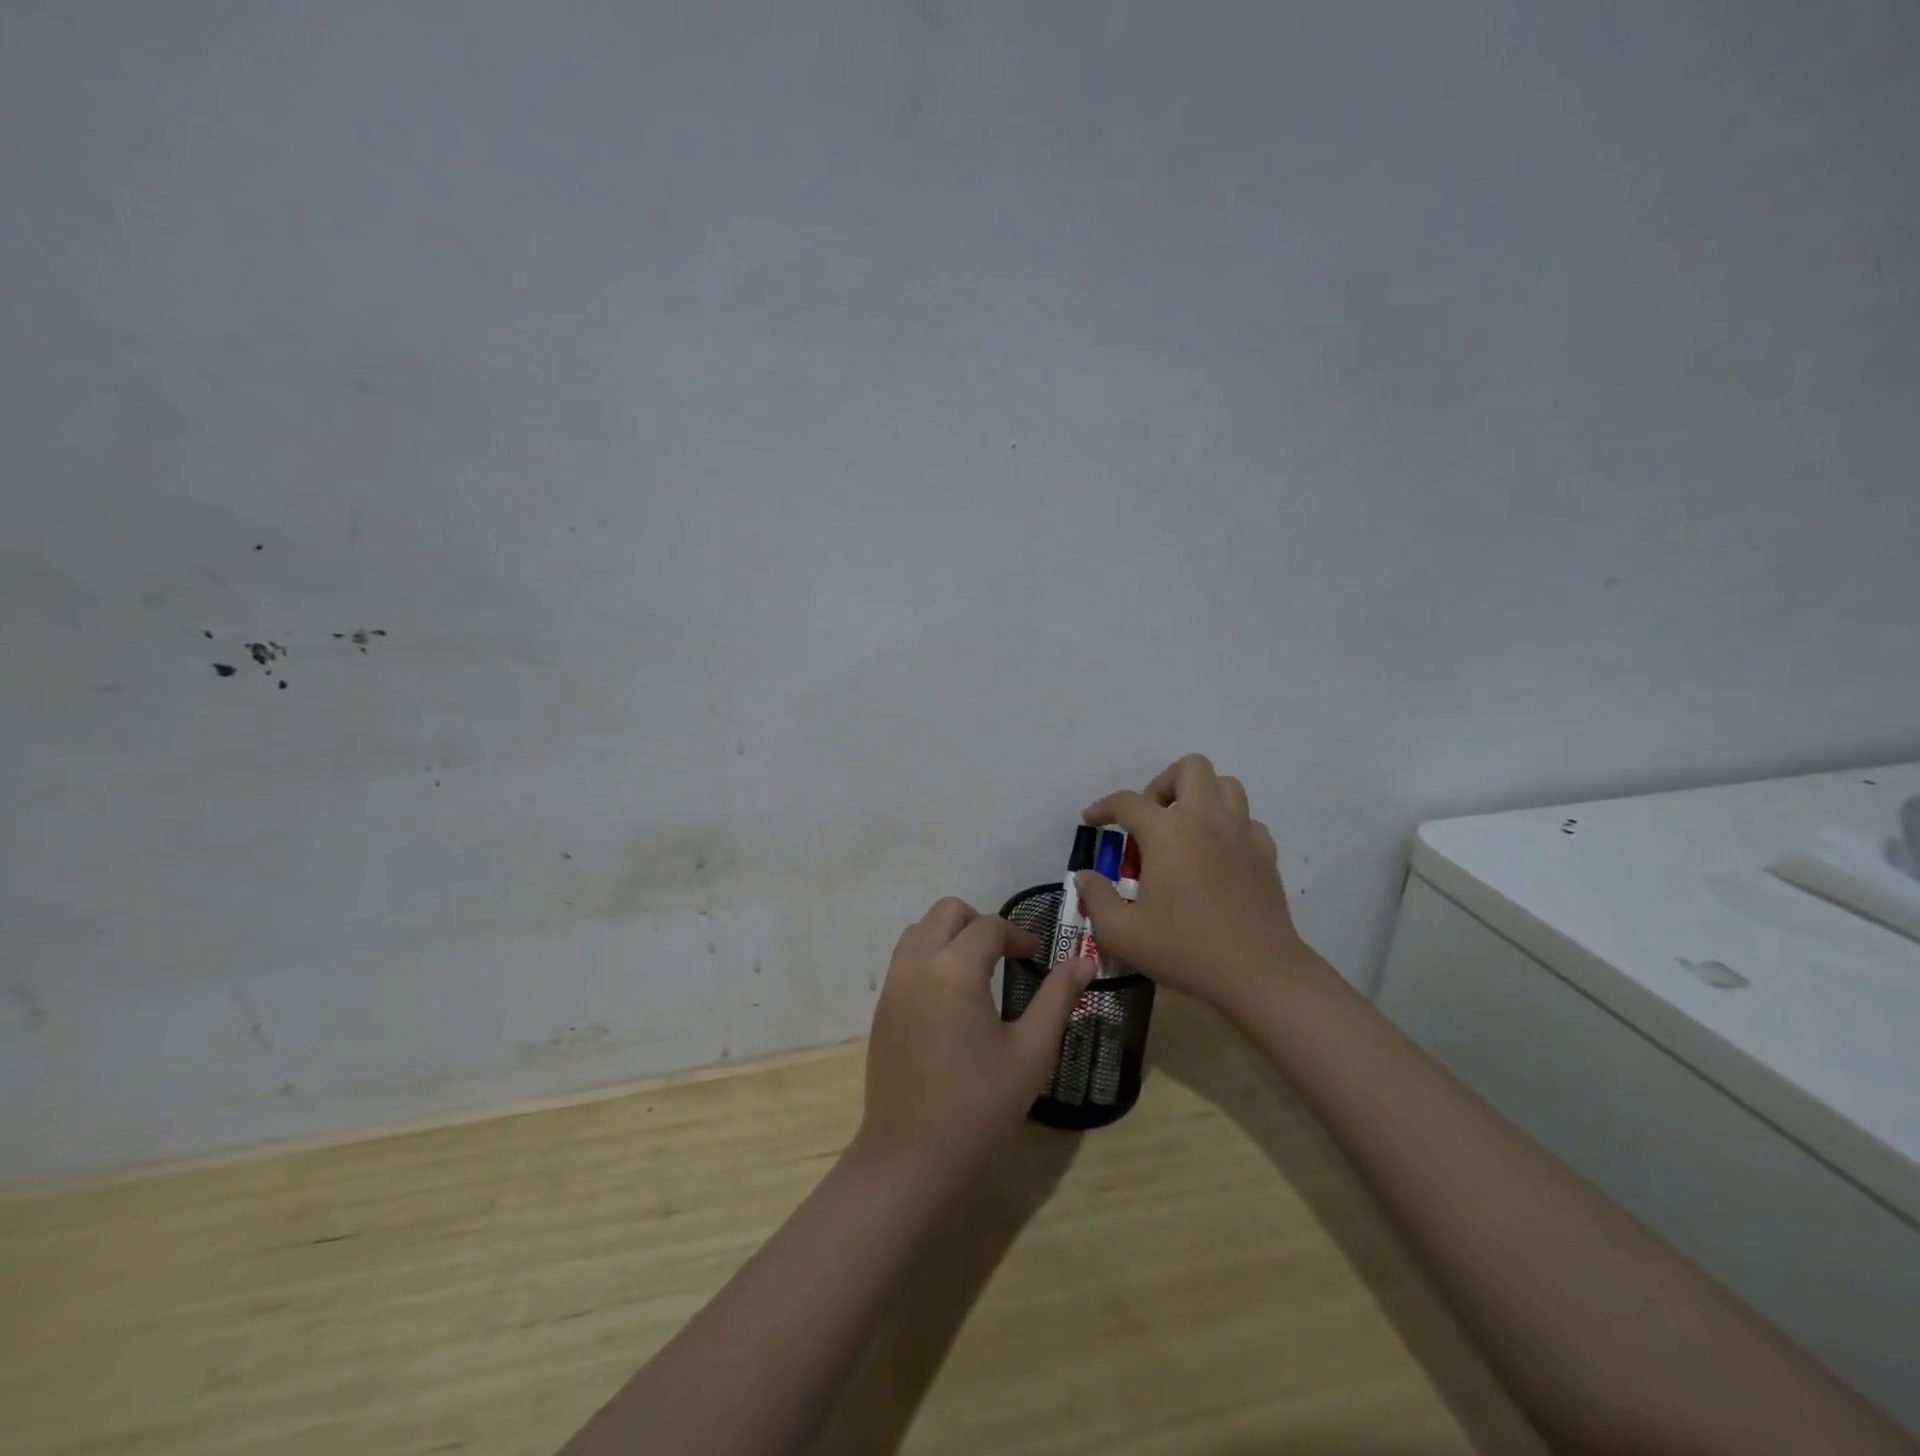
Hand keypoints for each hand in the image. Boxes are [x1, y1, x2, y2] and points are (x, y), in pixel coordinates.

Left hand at [854, 897, 1095, 1189]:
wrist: (910, 1155)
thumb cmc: (978, 1105)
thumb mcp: (1031, 1053)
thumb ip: (1057, 999)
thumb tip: (1084, 962)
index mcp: (955, 969)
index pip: (989, 926)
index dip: (1018, 935)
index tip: (1037, 957)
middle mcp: (917, 963)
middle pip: (947, 911)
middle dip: (980, 922)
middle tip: (1006, 955)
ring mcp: (893, 983)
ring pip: (921, 929)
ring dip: (951, 934)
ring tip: (979, 971)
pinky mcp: (882, 1005)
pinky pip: (906, 956)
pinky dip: (930, 954)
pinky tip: (951, 996)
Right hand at [1075, 754, 1312, 1007]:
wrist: (1259, 973)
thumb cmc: (1185, 949)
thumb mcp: (1122, 933)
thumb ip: (1096, 898)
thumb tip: (1086, 876)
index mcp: (1167, 832)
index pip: (1127, 801)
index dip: (1103, 807)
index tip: (1092, 821)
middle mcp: (1206, 819)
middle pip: (1189, 769)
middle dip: (1162, 785)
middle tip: (1149, 821)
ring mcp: (1241, 833)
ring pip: (1225, 785)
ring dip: (1199, 797)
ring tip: (1182, 830)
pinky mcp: (1266, 854)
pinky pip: (1246, 821)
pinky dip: (1228, 827)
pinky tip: (1216, 855)